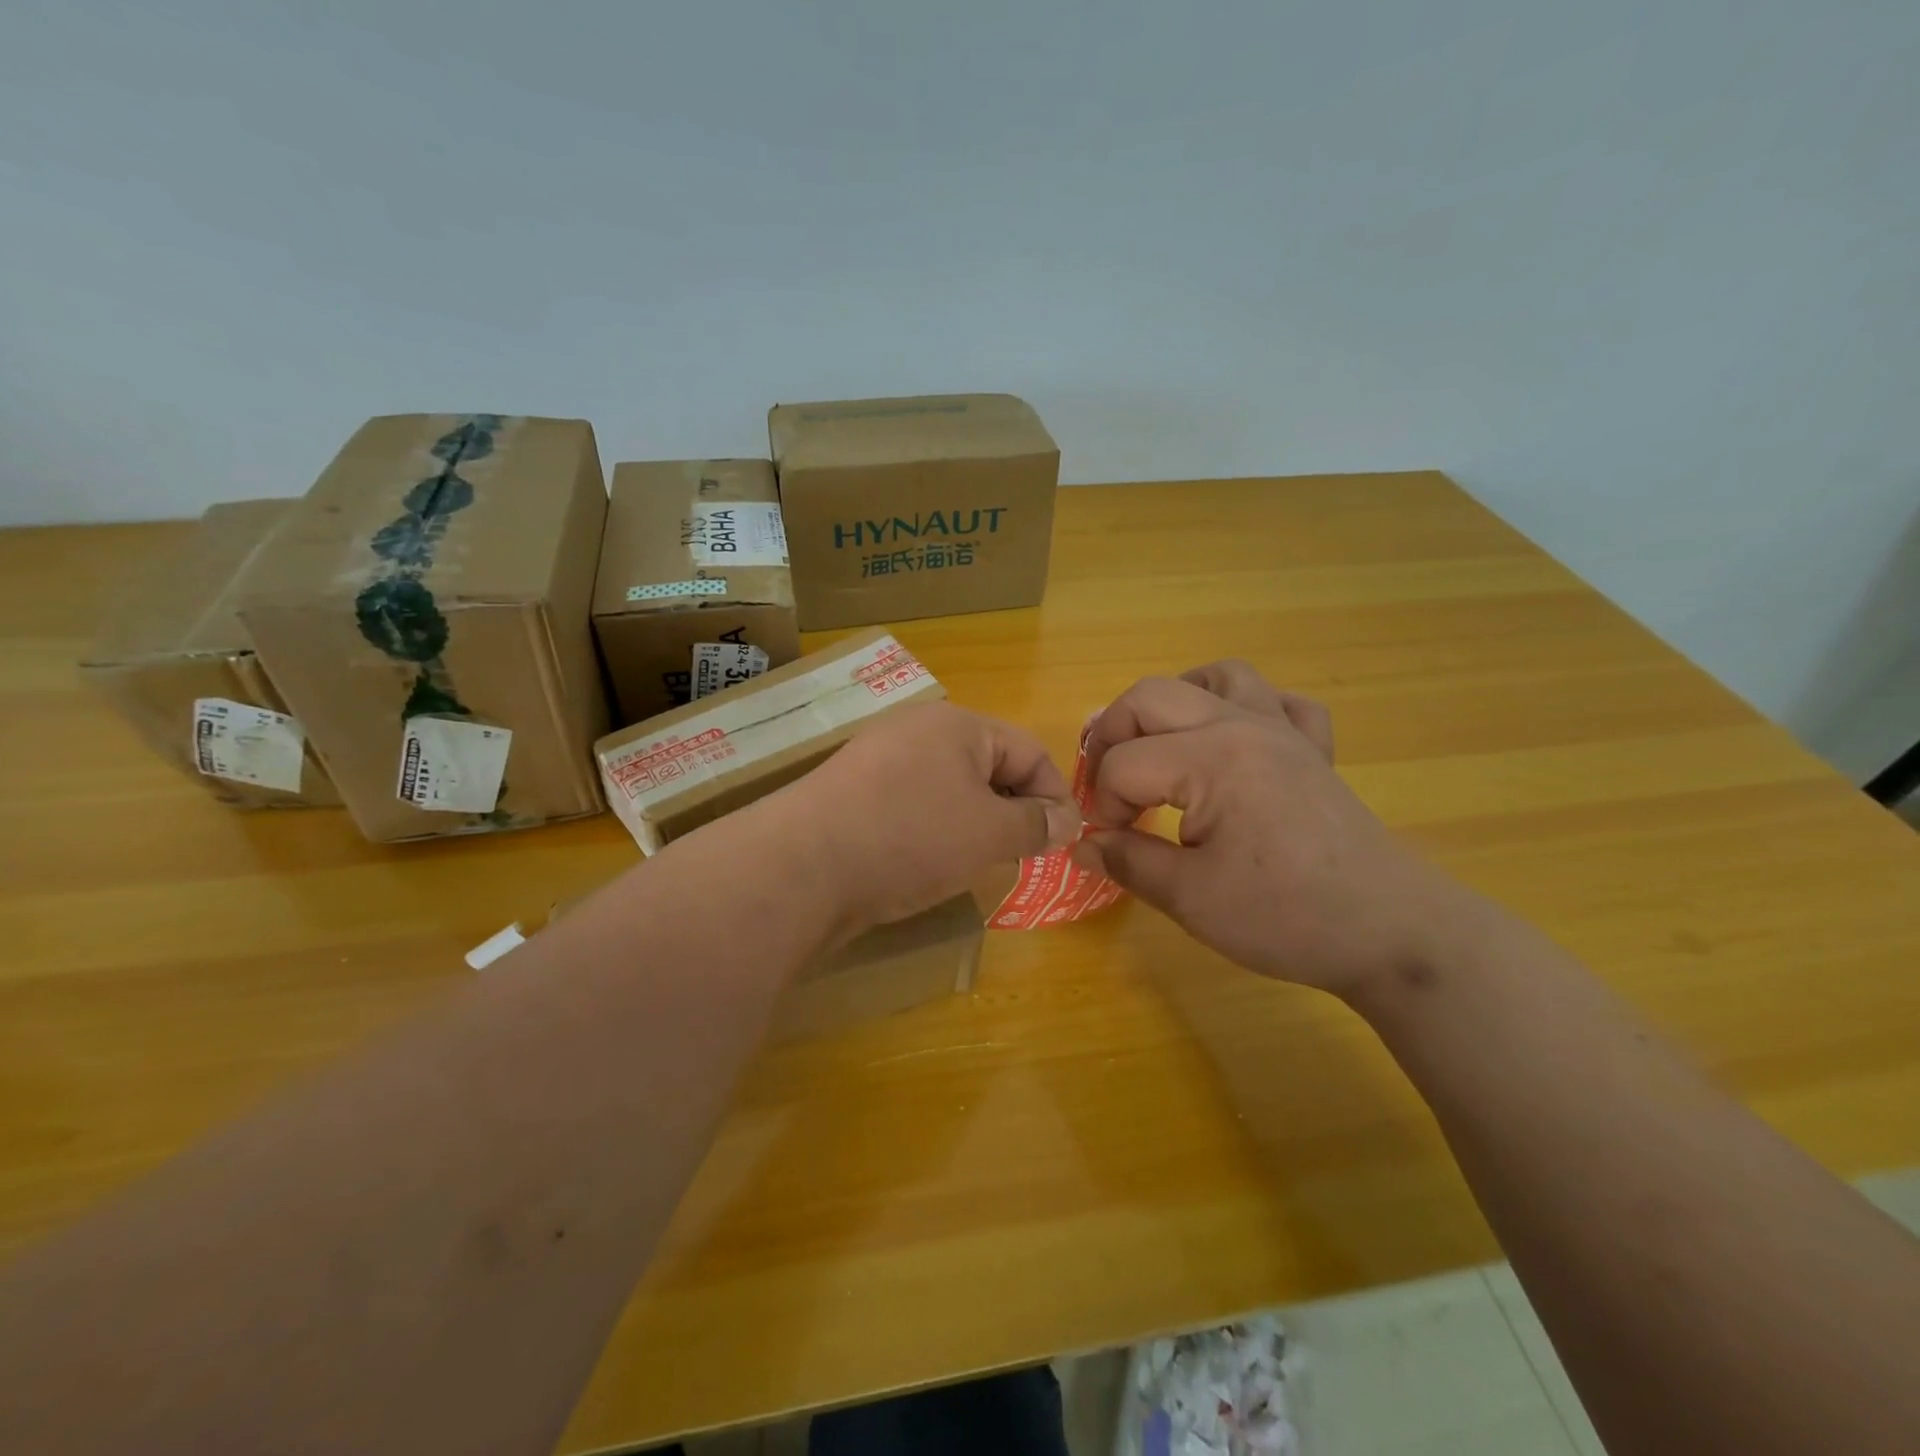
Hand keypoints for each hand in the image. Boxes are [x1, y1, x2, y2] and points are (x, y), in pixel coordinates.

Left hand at [781, 701, 1079, 935]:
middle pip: (988, 766)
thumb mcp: (988, 832)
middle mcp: (917, 731)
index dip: (1055, 795)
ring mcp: (879, 761)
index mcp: (957, 724)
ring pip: (949, 789)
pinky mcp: (853, 794)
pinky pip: (912, 805)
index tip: (1064, 843)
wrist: (801, 867)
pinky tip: (927, 864)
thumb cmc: (910, 838)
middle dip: (1013, 811)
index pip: (1029, 750)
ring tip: (976, 863)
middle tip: (1021, 856)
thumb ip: (1035, 824)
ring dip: (974, 824)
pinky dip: (933, 831)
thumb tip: (1067, 821)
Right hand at [1074, 661, 1475, 996]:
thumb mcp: (1191, 898)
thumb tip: (1083, 843)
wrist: (1394, 932)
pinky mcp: (1314, 749)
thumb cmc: (1287, 916)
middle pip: (1151, 696)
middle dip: (1112, 735)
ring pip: (1217, 675)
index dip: (1102, 804)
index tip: (1109, 841)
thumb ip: (1128, 861)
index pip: (1123, 764)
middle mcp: (1242, 725)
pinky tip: (1236, 744)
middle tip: (1109, 786)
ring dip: (1176, 702)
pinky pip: (1279, 701)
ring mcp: (1285, 730)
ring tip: (1162, 746)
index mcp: (1210, 759)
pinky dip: (1247, 709)